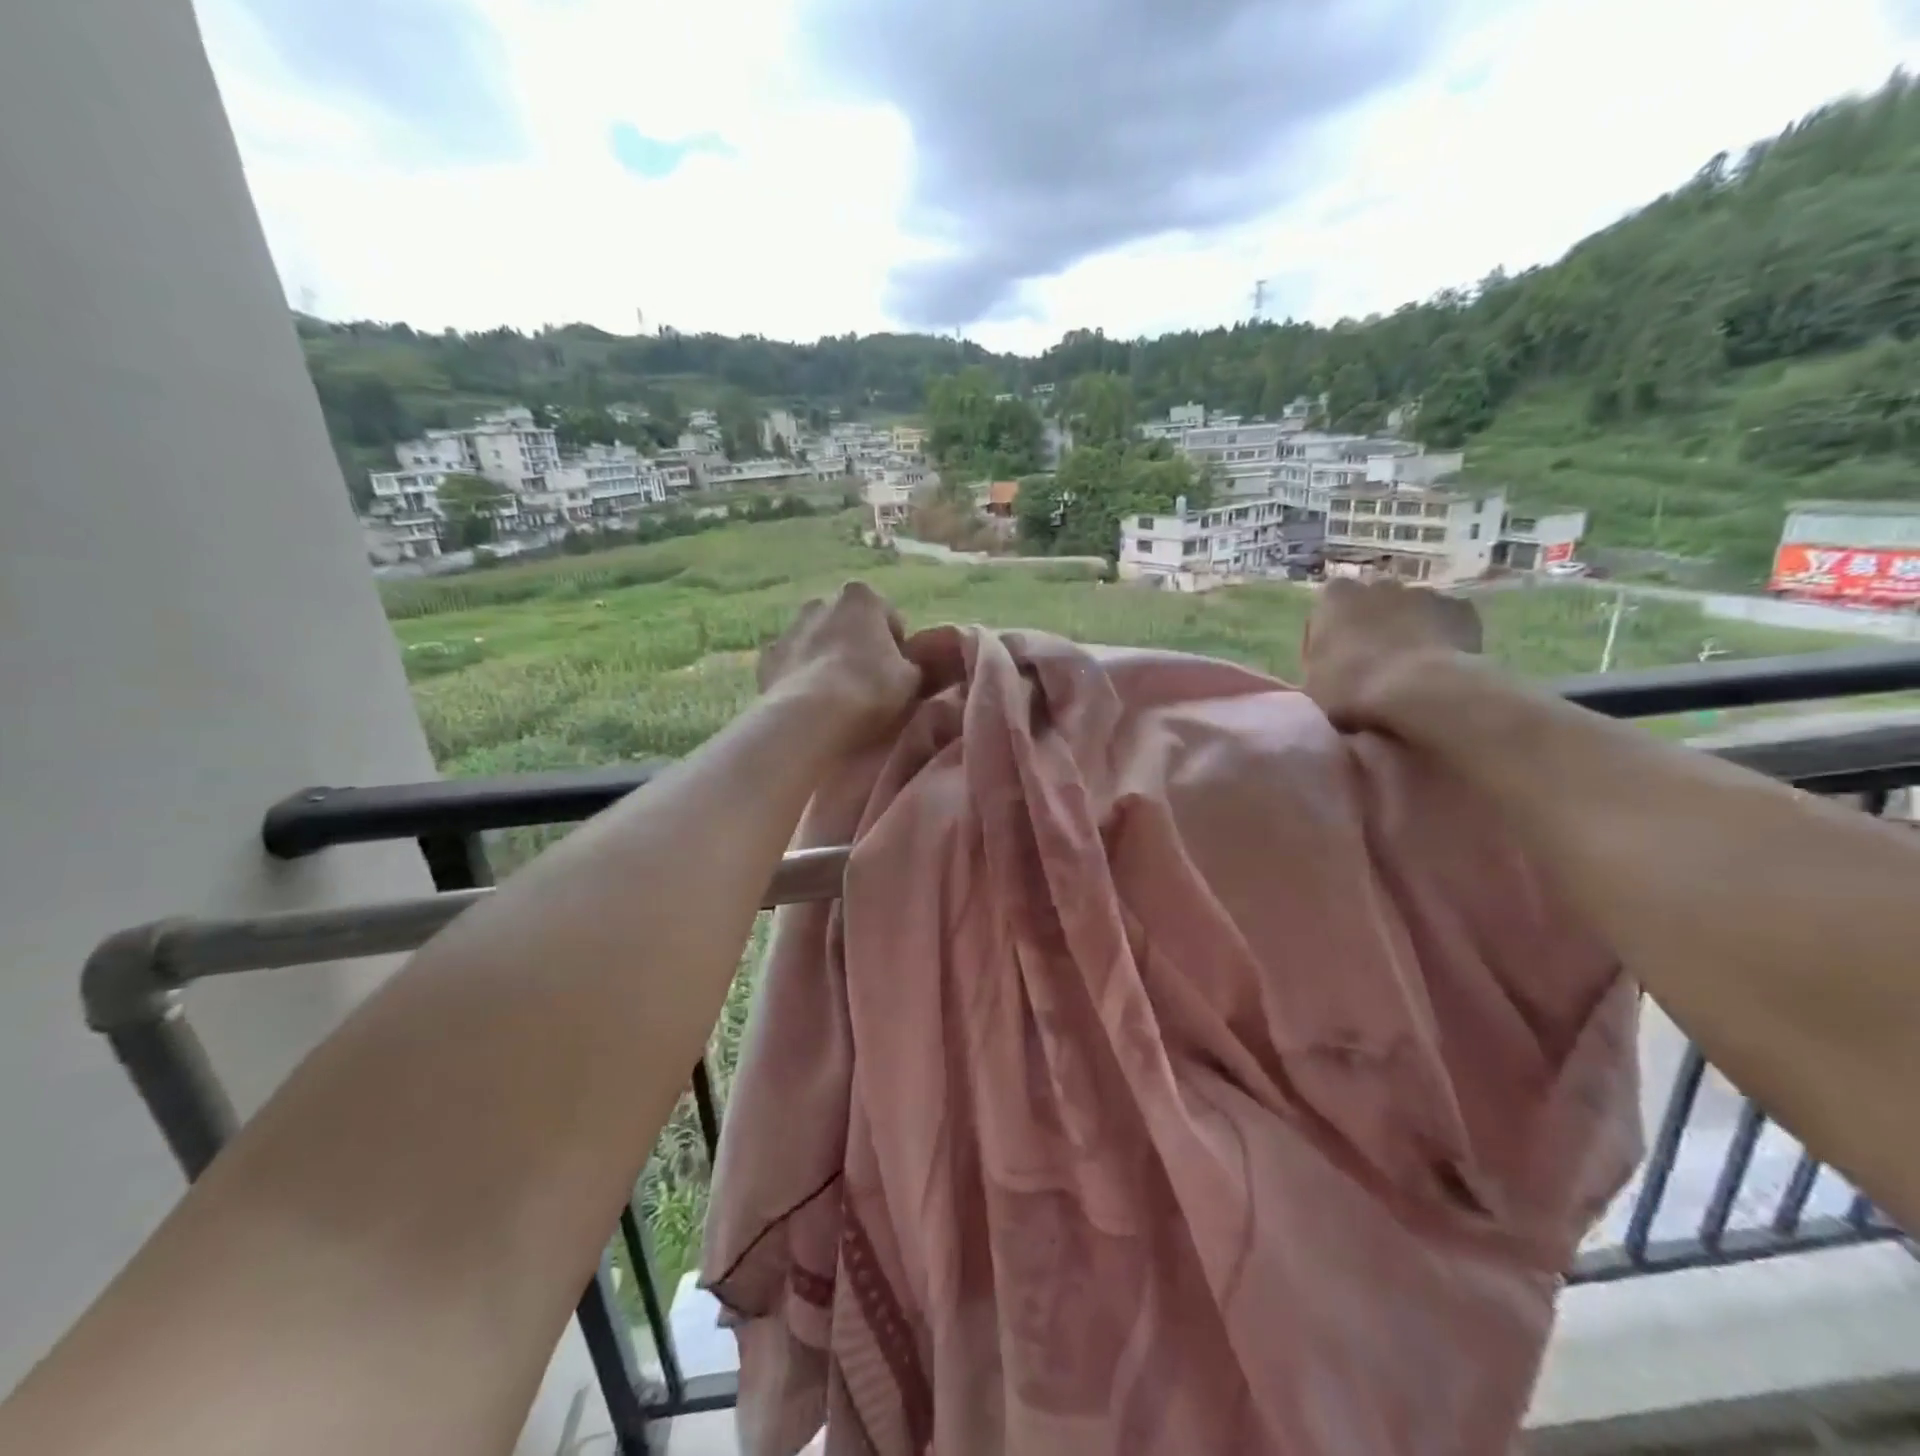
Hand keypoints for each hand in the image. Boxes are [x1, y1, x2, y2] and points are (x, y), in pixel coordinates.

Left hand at [759, 582, 920, 746]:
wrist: (811, 718)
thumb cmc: (871, 688)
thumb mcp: (912, 679)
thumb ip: (914, 665)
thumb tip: (910, 666)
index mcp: (861, 597)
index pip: (888, 616)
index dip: (897, 646)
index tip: (899, 673)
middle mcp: (820, 602)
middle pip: (848, 625)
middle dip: (858, 647)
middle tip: (870, 685)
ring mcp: (789, 629)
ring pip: (817, 642)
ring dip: (828, 661)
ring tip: (839, 699)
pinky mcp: (766, 660)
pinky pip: (792, 666)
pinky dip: (802, 679)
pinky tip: (812, 705)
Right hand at [1302, 577, 1483, 730]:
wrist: (1418, 693)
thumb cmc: (1351, 688)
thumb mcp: (1314, 684)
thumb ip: (1320, 664)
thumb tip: (1333, 669)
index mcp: (1334, 598)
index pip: (1326, 612)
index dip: (1330, 640)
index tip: (1333, 667)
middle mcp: (1377, 585)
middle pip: (1371, 606)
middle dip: (1370, 629)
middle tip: (1371, 668)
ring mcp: (1422, 593)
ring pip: (1409, 612)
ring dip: (1406, 632)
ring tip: (1408, 672)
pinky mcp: (1460, 608)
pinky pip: (1444, 623)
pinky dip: (1440, 639)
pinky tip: (1436, 669)